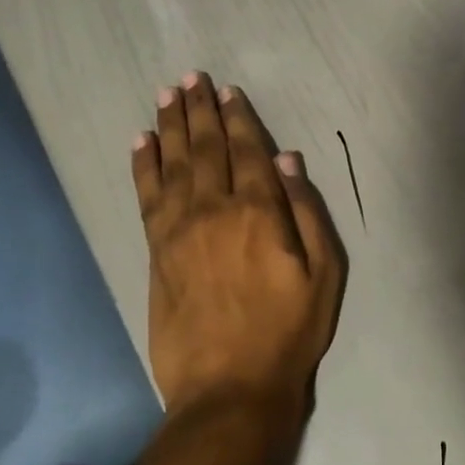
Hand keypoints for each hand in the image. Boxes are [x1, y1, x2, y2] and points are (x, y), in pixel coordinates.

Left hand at [132, 72, 346, 433]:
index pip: (245, 151)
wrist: (229, 387)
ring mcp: (178, 230)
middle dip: (199, 110)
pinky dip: (143, 166)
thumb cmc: (289, 330)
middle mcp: (213, 210)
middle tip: (191, 78)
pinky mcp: (156, 252)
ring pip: (172, 164)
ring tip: (166, 95)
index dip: (238, 118)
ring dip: (170, 127)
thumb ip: (307, 212)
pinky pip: (146, 196)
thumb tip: (286, 160)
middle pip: (205, 148)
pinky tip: (141, 143)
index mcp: (258, 212)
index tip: (228, 91)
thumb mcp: (324, 273)